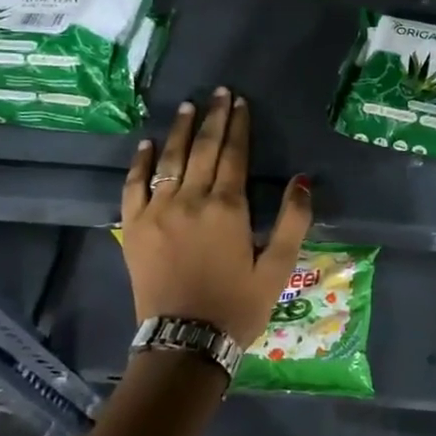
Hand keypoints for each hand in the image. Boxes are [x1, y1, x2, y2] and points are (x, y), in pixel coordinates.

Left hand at [120, 88, 313, 348]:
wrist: (184, 343)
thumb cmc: (237, 306)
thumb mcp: (277, 268)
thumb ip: (293, 221)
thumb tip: (302, 179)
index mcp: (226, 208)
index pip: (233, 154)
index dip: (238, 125)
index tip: (240, 102)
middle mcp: (190, 200)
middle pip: (203, 149)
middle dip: (213, 117)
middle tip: (218, 92)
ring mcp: (157, 212)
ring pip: (169, 160)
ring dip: (180, 131)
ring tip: (188, 106)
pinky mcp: (133, 228)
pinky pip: (133, 186)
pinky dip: (140, 163)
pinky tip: (147, 144)